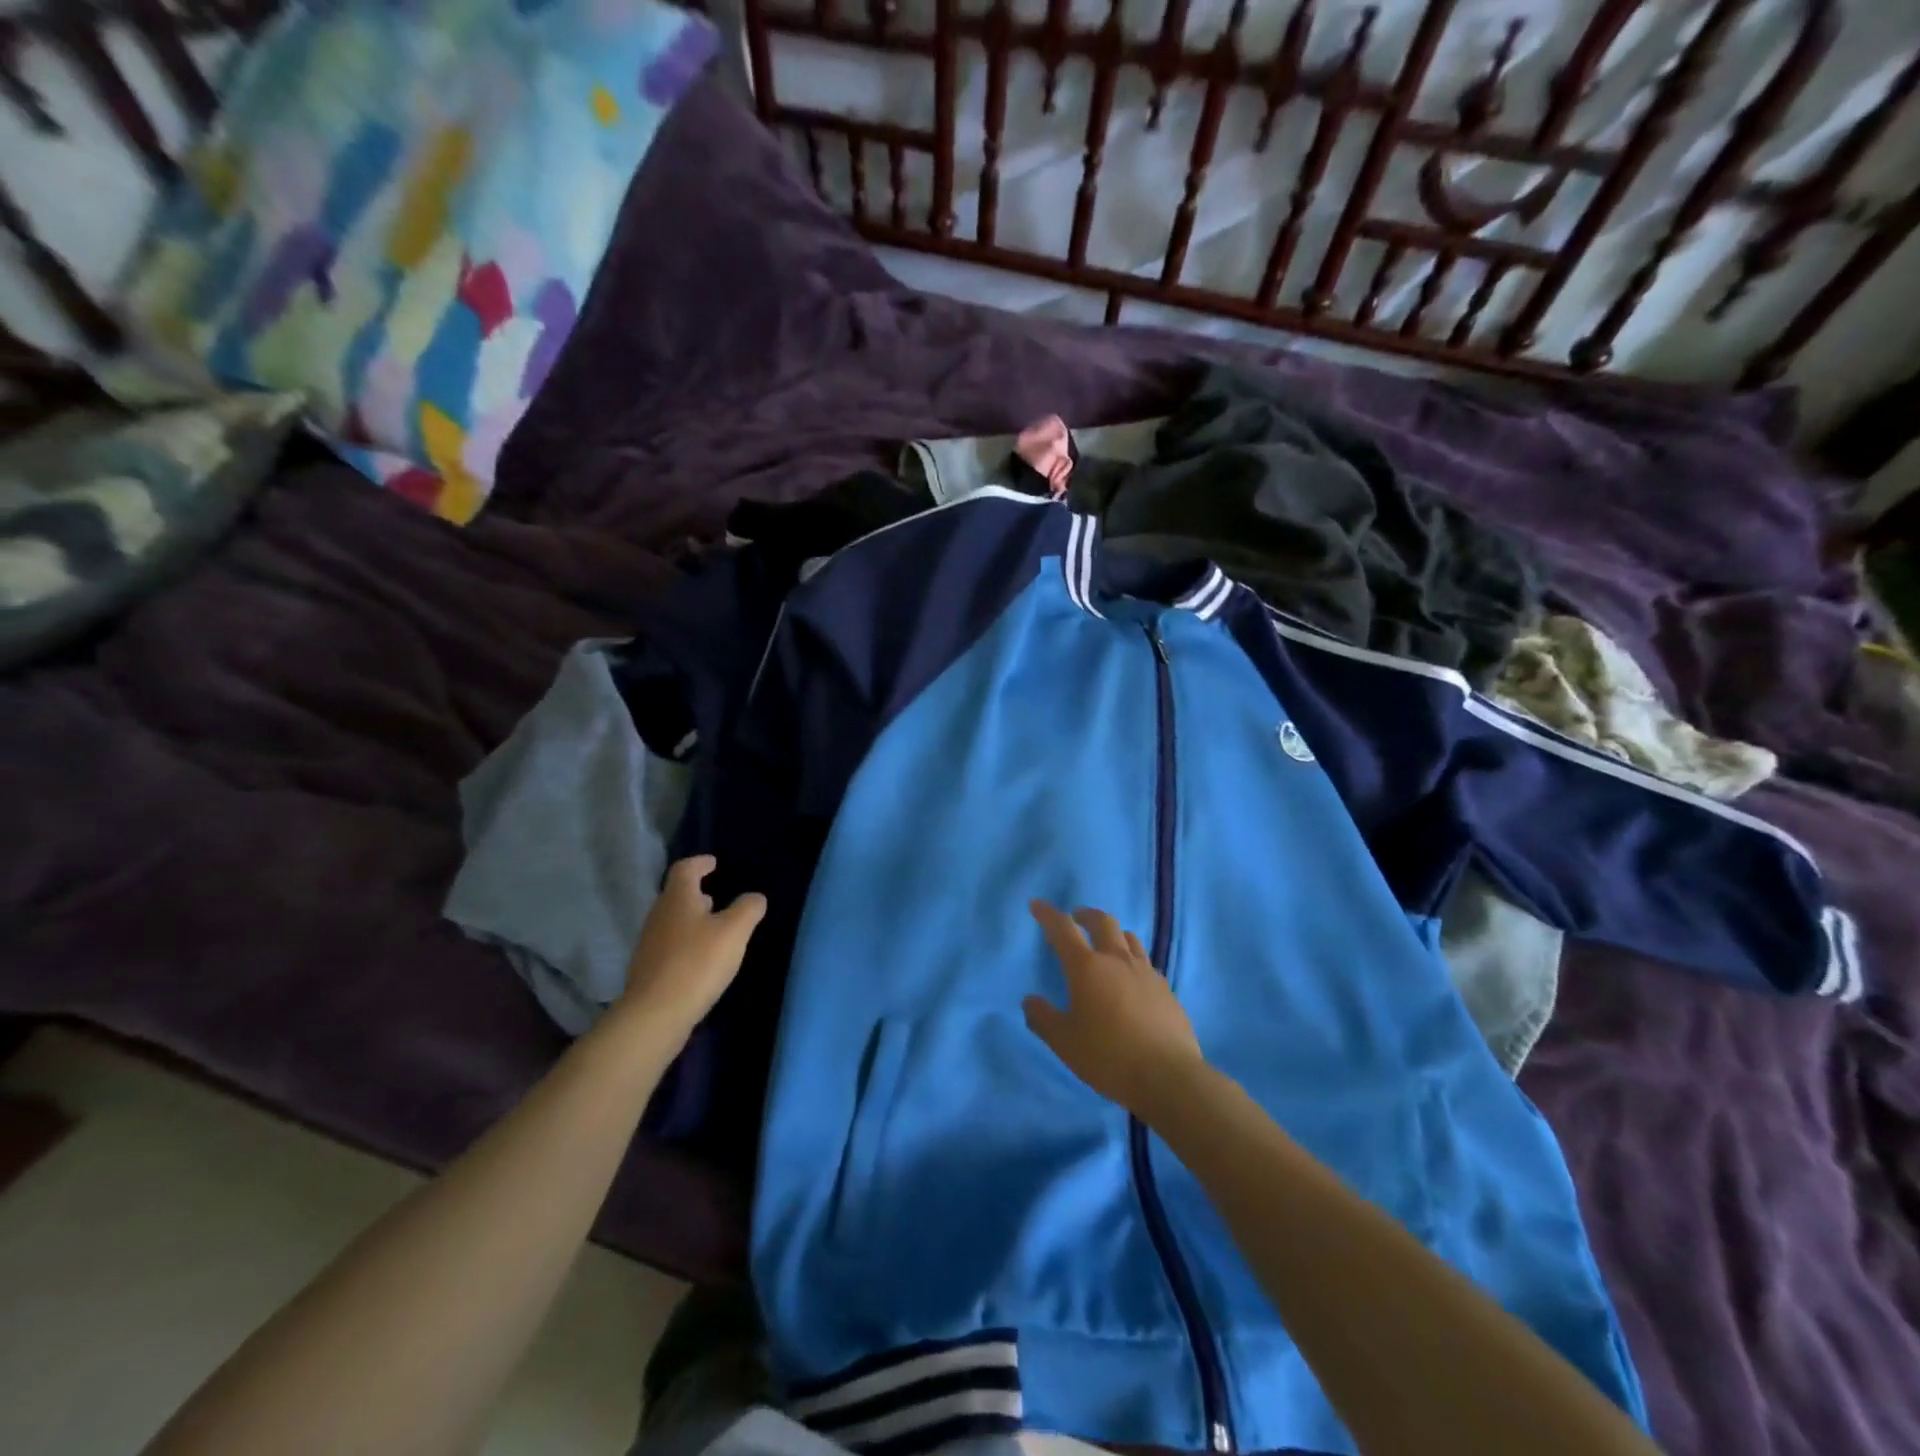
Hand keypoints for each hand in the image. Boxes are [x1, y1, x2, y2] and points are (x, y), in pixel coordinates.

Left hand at [620, 856, 765, 1043]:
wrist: (655, 1013)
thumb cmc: (697, 963)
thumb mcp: (734, 931)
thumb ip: (748, 909)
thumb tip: (754, 897)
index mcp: (678, 898)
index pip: (685, 869)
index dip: (700, 863)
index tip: (713, 863)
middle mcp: (658, 915)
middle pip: (675, 895)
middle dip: (695, 893)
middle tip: (716, 896)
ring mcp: (649, 943)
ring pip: (672, 921)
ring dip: (691, 919)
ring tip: (713, 928)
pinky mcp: (648, 969)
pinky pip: (669, 945)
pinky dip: (685, 942)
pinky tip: (700, 958)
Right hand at [1024, 901, 1206, 1117]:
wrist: (1168, 1076)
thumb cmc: (1108, 1057)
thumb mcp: (1065, 1042)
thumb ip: (1043, 1018)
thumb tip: (1030, 1000)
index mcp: (1087, 968)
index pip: (1063, 929)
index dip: (1048, 914)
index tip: (1037, 904)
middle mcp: (1117, 960)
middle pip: (1103, 922)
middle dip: (1086, 915)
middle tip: (1076, 916)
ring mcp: (1146, 972)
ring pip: (1128, 938)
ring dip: (1112, 933)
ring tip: (1105, 943)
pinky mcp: (1166, 989)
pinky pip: (1145, 962)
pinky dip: (1132, 960)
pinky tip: (1130, 979)